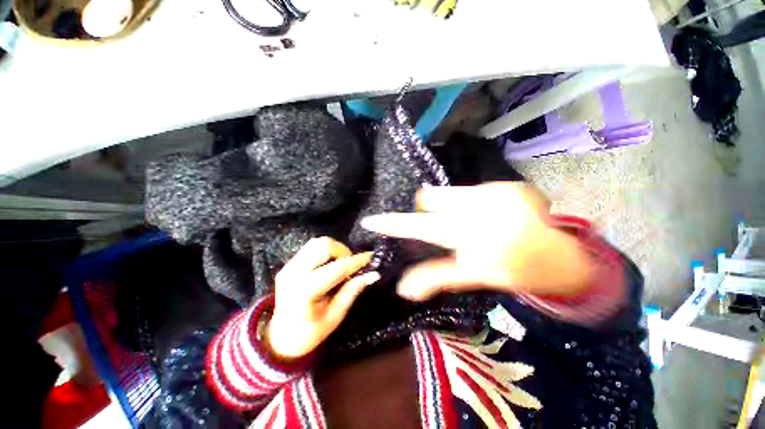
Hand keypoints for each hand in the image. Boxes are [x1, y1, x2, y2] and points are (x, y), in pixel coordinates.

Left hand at [266, 237, 379, 359]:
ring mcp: (289, 266)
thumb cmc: (309, 333)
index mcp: (305, 291)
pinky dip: (326, 251)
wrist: (280, 337)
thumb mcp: (334, 317)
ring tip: (341, 264)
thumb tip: (372, 274)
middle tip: (351, 266)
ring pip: (318, 242)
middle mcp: (294, 273)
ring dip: (335, 249)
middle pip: (324, 246)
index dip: (356, 261)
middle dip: (343, 252)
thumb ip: (352, 291)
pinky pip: (311, 247)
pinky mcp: (289, 264)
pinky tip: (330, 264)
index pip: (337, 268)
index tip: (370, 258)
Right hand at [360, 182, 592, 300]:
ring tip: (471, 223)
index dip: (394, 224)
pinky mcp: (508, 184)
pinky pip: (469, 190)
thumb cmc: (517, 271)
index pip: (420, 226)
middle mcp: (480, 208)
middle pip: (430, 198)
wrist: (562, 257)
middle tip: (442, 226)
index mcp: (470, 236)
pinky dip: (468, 202)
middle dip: (429, 211)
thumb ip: (436, 277)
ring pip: (448, 193)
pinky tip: (488, 216)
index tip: (372, 220)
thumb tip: (404, 288)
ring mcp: (496, 192)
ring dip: (450, 207)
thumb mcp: (474, 277)